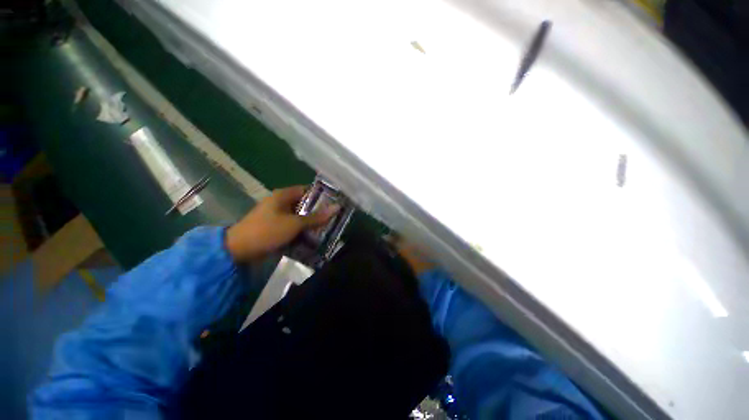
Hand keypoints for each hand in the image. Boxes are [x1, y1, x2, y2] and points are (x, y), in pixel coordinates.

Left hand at [226, 186, 338, 261]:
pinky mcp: (276, 228)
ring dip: (311, 223)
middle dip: (319, 212)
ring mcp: (278, 216)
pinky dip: (303, 231)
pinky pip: (294, 226)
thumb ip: (316, 217)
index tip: (335, 203)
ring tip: (328, 228)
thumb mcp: (294, 223)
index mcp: (283, 195)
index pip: (307, 190)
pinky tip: (314, 237)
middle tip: (334, 218)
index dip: (321, 195)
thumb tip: (337, 207)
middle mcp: (281, 203)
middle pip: (305, 205)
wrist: (239, 251)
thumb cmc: (267, 231)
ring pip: (300, 217)